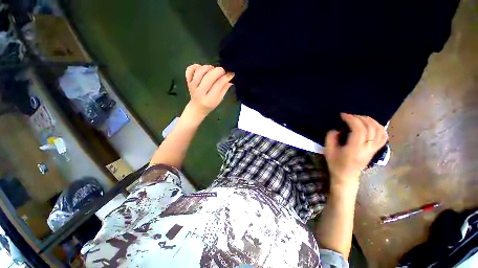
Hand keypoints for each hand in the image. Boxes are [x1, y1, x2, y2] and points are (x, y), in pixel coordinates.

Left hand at [185, 64, 233, 117]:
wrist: (197, 107)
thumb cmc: (210, 104)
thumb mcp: (220, 99)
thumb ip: (224, 88)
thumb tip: (230, 76)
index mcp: (209, 99)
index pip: (218, 85)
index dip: (225, 77)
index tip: (231, 74)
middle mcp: (199, 92)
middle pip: (208, 77)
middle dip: (218, 71)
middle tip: (223, 71)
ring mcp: (192, 85)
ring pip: (200, 71)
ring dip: (209, 67)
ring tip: (213, 70)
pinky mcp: (188, 80)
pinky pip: (190, 69)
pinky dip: (196, 66)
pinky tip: (202, 69)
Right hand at [324, 113, 386, 188]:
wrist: (346, 176)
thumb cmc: (336, 164)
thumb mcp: (328, 151)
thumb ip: (330, 138)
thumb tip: (337, 129)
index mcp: (354, 150)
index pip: (359, 130)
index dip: (352, 120)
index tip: (343, 115)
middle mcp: (367, 149)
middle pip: (370, 128)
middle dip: (360, 118)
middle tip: (349, 116)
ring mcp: (373, 149)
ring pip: (379, 131)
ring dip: (370, 121)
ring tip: (360, 118)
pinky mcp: (375, 150)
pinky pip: (383, 137)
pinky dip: (380, 128)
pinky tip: (372, 124)